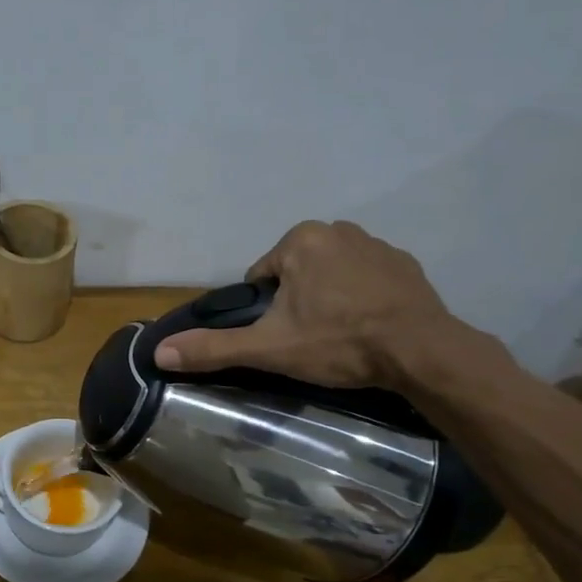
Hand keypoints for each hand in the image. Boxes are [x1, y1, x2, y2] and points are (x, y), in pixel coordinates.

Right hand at [153, 220, 459, 389]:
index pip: (262, 276)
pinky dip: (362, 298)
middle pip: (295, 272)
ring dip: (328, 298)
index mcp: (299, 240)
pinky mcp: (406, 264)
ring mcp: (376, 244)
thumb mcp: (268, 348)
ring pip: (331, 274)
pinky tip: (369, 328)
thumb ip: (214, 348)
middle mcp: (337, 229)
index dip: (265, 310)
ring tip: (340, 336)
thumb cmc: (338, 342)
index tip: (283, 336)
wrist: (422, 352)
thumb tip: (159, 352)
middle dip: (297, 302)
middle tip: (311, 339)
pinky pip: (367, 279)